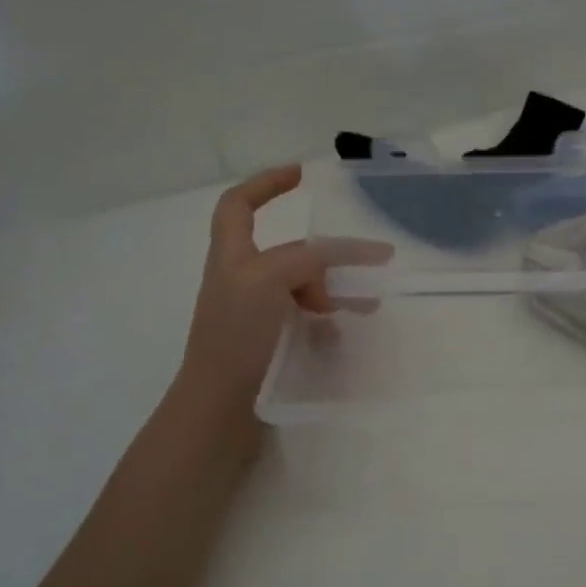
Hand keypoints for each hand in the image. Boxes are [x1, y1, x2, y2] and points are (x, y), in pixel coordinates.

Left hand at [176, 166, 392, 415]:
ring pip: (301, 287)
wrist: (218, 411)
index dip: (266, 183)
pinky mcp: (268, 344)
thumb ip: (305, 260)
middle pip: (286, 251)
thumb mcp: (267, 282)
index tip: (302, 175)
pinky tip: (346, 330)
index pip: (239, 204)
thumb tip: (341, 259)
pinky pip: (304, 319)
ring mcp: (254, 315)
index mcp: (231, 257)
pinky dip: (328, 318)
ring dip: (333, 288)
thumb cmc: (235, 338)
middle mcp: (241, 281)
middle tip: (366, 263)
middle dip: (325, 254)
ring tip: (366, 302)